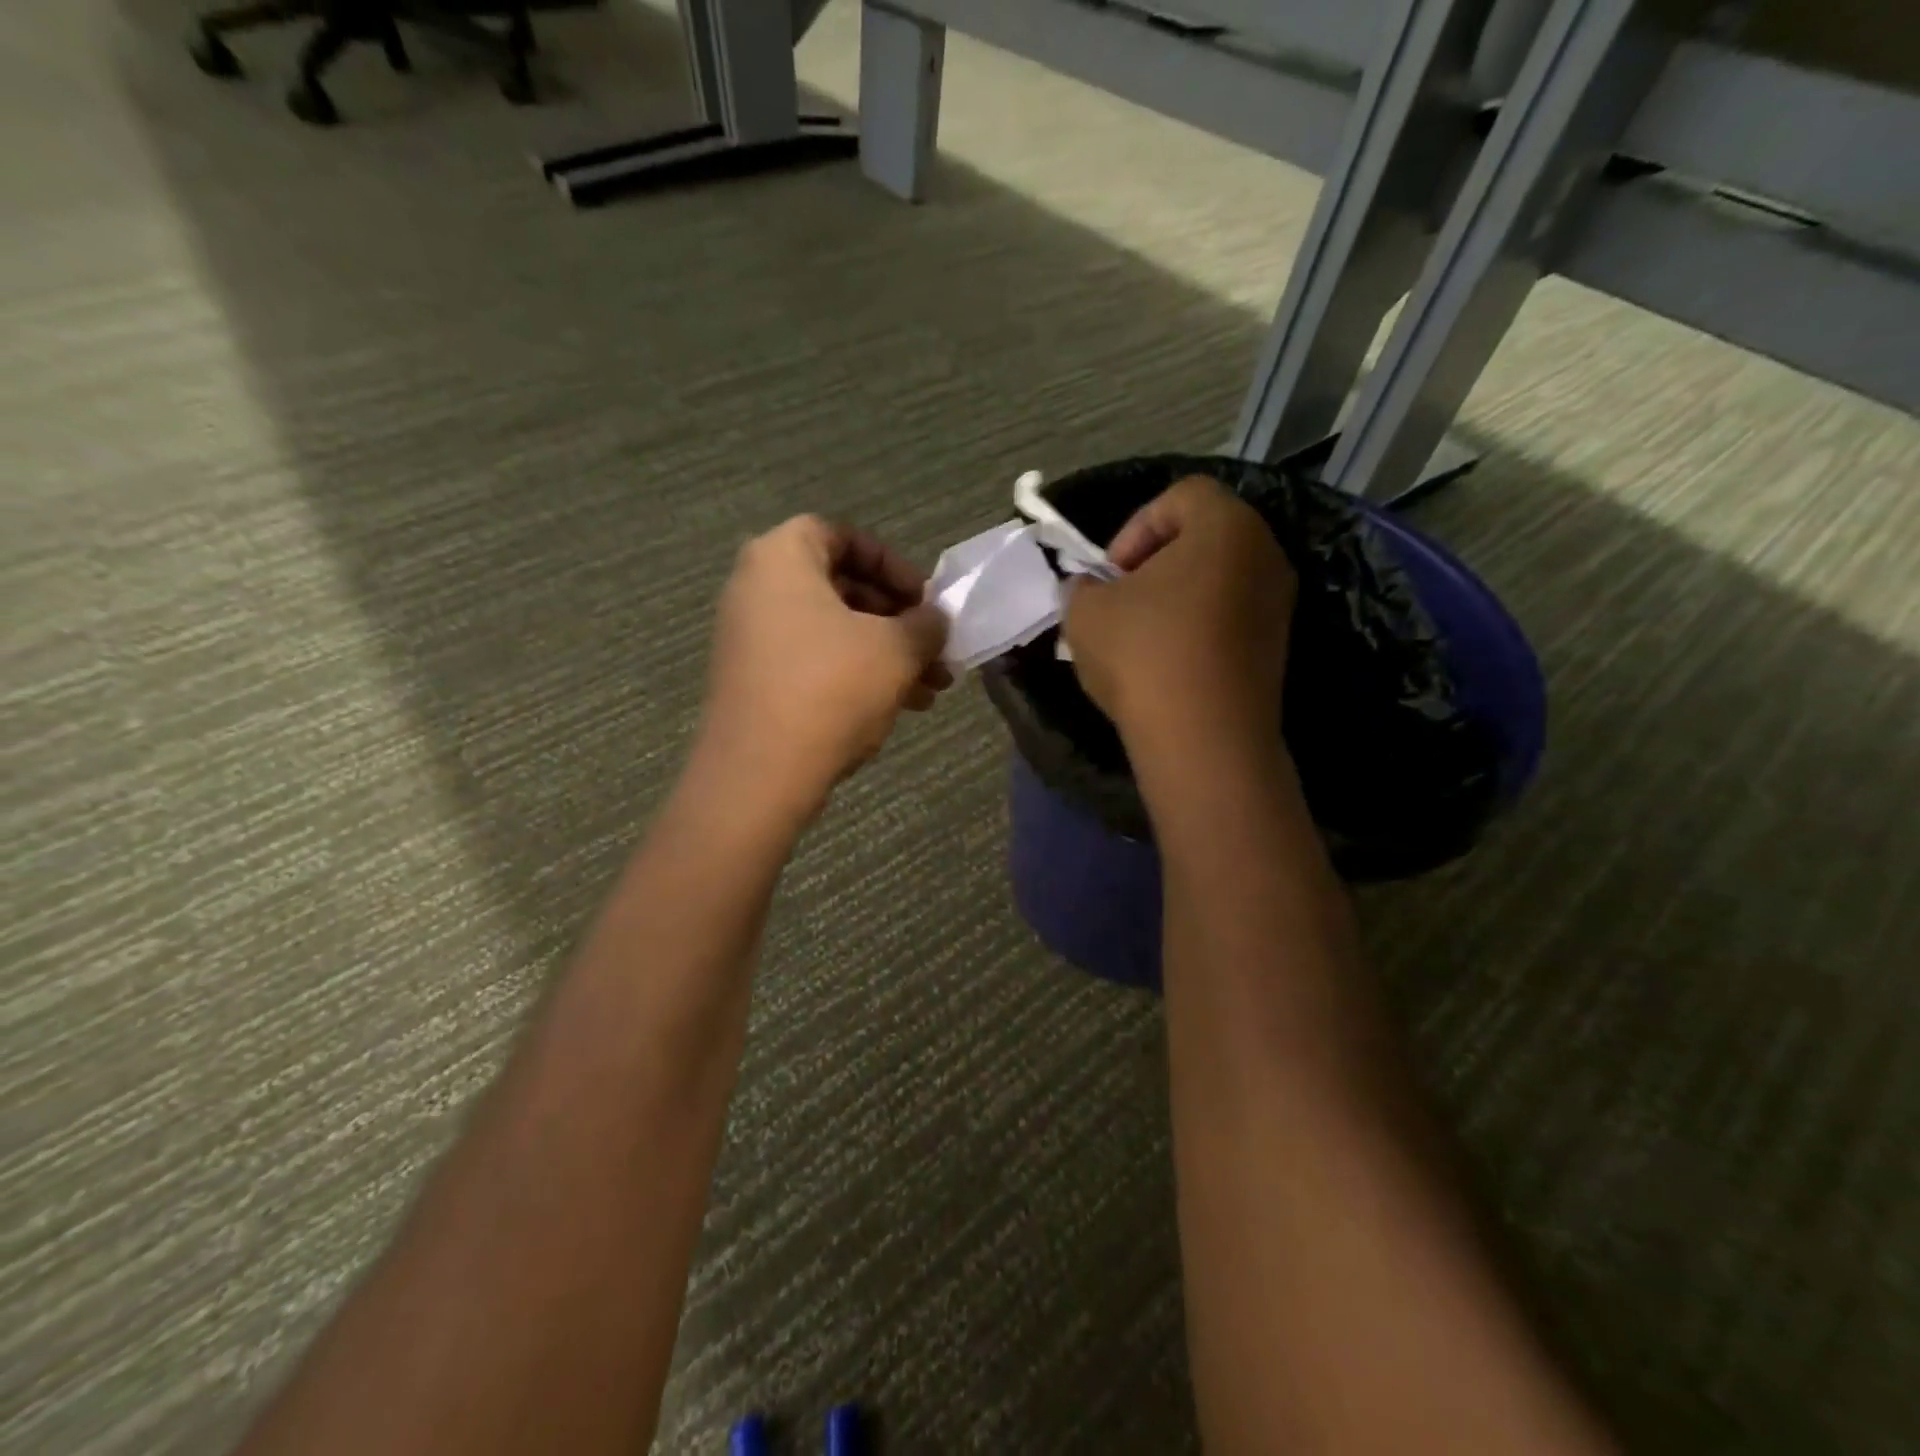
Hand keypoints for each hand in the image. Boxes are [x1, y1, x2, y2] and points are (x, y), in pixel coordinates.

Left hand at [692, 516, 950, 830]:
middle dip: (898, 620)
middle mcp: (756, 589)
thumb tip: (935, 620)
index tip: (925, 600)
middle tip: (935, 649)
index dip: (893, 564)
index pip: (843, 536)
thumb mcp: (896, 650)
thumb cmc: (831, 689)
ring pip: (834, 633)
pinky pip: (813, 662)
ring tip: (930, 688)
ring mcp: (750, 639)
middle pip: (841, 588)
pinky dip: (856, 674)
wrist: (760, 774)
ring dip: (886, 654)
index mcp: (781, 558)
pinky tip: (899, 706)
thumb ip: (926, 624)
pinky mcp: (754, 681)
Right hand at [1063, 476, 1295, 757]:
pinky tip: (1166, 666)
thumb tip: (1090, 588)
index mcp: (1226, 526)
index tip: (1111, 573)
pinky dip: (1197, 629)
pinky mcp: (1276, 648)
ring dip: (1174, 599)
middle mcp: (1265, 555)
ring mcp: (1278, 605)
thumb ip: (1082, 585)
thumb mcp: (1084, 611)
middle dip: (1154, 563)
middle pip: (1204, 537)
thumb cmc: (1143, 654)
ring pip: (1216, 581)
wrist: (1204, 739)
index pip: (1182, 495)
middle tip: (1121, 599)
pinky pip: (1229, 619)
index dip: (1136, 526)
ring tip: (1139, 638)